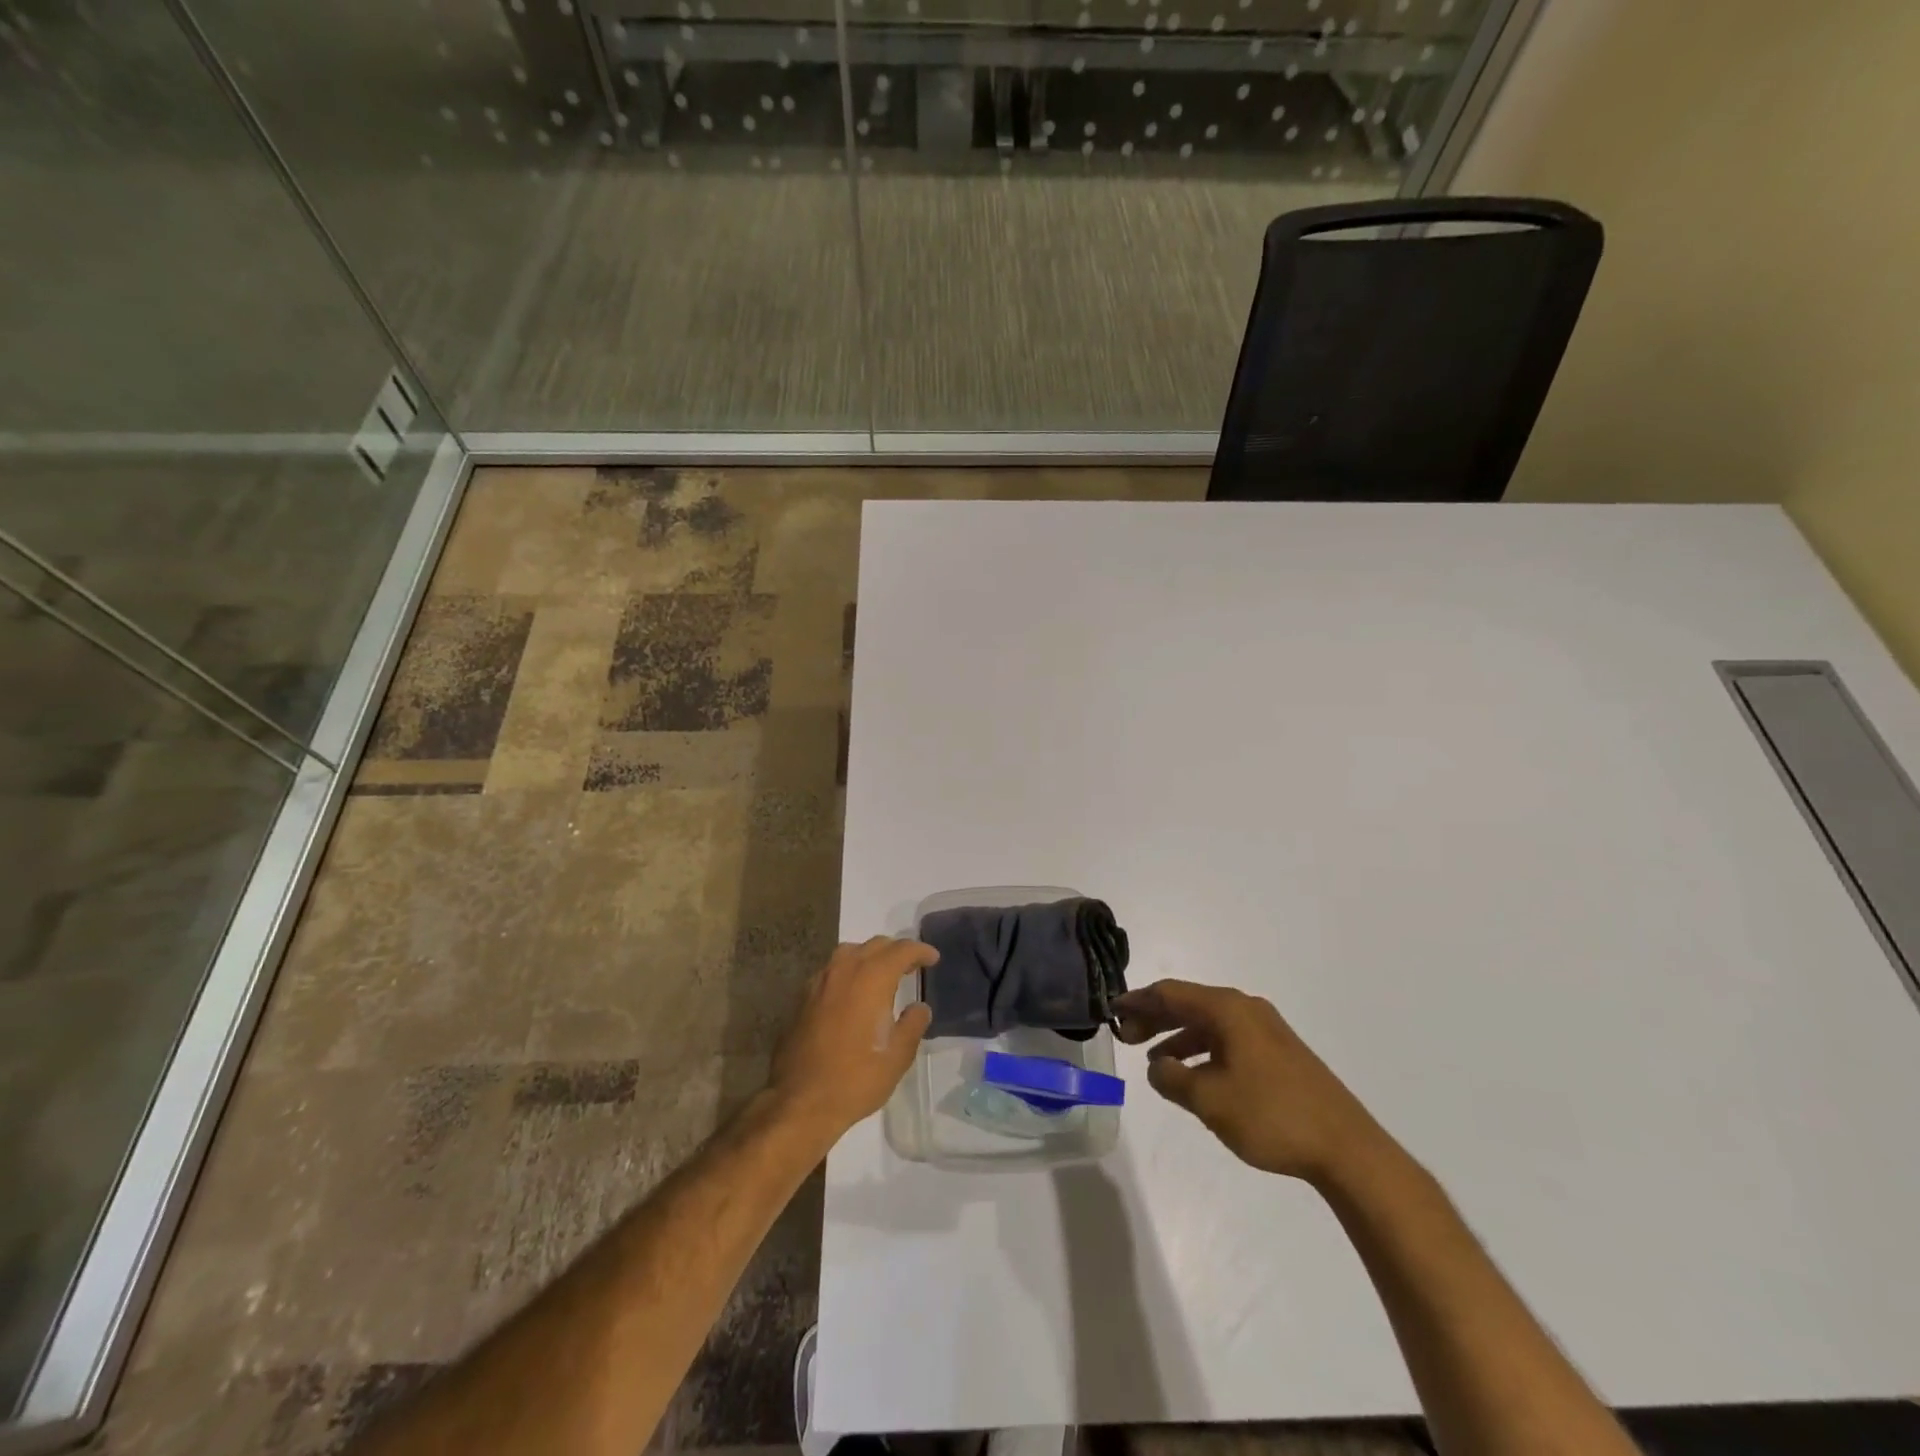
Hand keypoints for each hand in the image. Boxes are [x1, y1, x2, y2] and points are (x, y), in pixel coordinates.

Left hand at [767, 937, 936, 1141]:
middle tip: (911, 966)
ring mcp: (820, 981)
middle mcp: (845, 970)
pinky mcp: (803, 997)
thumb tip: (919, 1007)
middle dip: (896, 950)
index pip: (901, 950)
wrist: (800, 1101)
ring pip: (849, 952)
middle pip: (875, 945)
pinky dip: (849, 970)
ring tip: (882, 974)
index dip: (920, 951)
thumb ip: (913, 1025)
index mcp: (872, 979)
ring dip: (870, 956)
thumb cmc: (856, 1079)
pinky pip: (832, 970)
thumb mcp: (897, 1057)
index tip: (933, 958)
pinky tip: (853, 992)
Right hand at [1116, 979, 1387, 1185]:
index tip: (1112, 1010)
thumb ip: (1173, 1079)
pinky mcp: (1279, 1053)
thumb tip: (1158, 1067)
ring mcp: (1266, 1030)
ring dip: (1178, 1037)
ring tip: (1154, 1060)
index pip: (1171, 993)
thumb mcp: (1210, 1099)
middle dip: (1155, 1018)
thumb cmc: (1271, 1116)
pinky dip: (1202, 1050)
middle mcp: (1246, 1009)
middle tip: (1127, 1037)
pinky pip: (1227, 1039)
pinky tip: (1194, 1075)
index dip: (1139, 1001)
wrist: (1347, 1148)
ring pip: (1209, 1023)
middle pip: (1189, 1004)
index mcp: (1228, 1009)